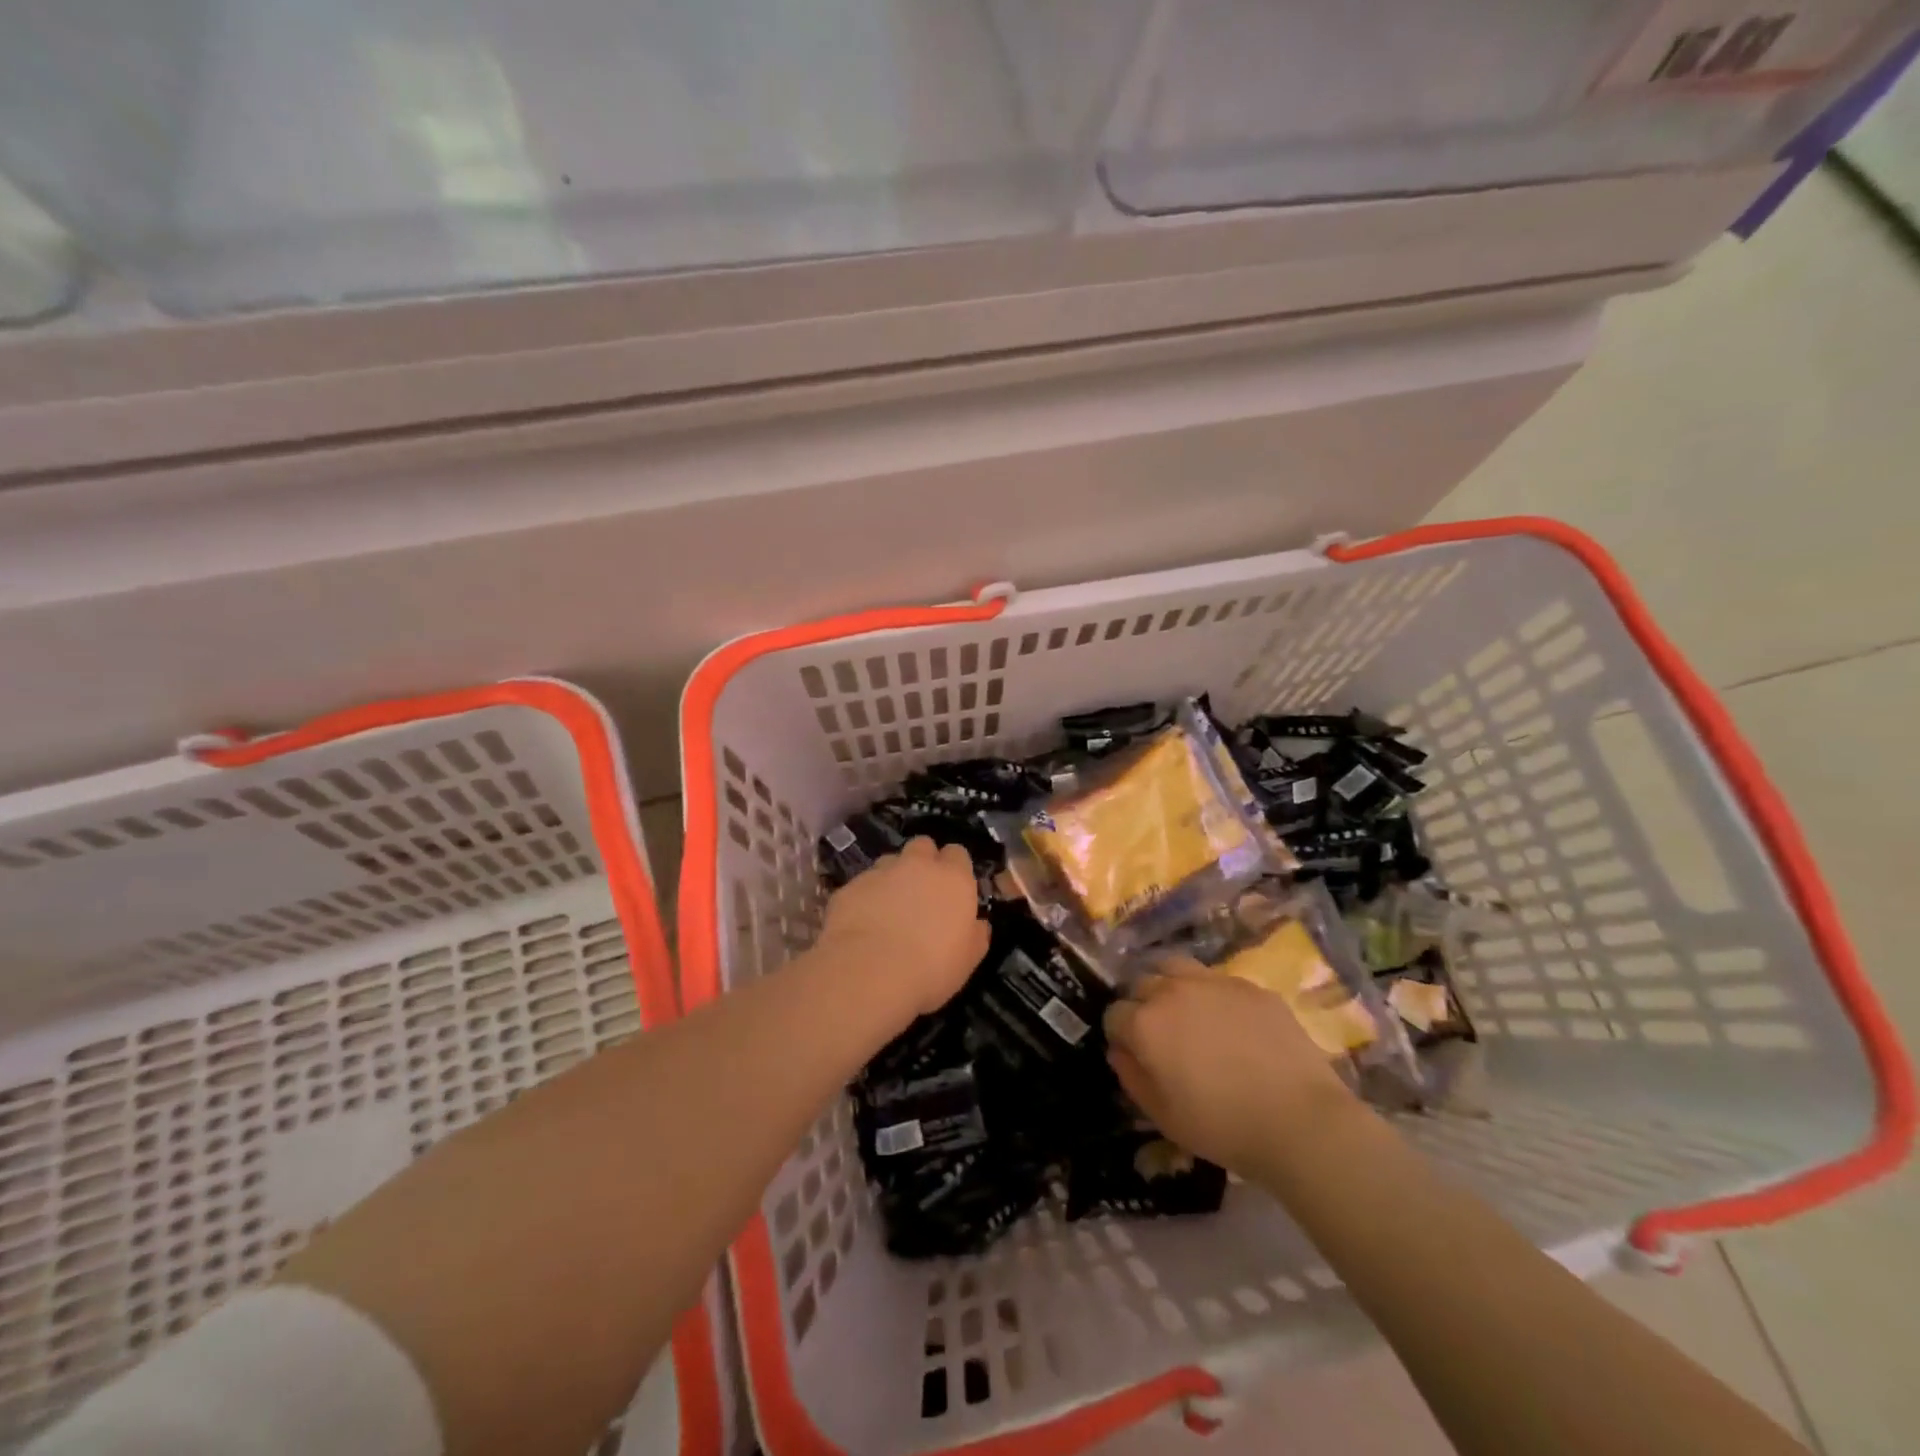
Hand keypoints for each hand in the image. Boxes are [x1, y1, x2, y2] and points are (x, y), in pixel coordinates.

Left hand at [818, 838, 990, 1015]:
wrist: (869, 973)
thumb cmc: (931, 968)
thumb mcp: (968, 959)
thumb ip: (976, 934)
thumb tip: (978, 923)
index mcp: (953, 878)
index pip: (958, 853)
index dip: (955, 868)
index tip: (952, 889)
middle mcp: (918, 865)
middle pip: (923, 846)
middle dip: (923, 861)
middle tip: (921, 892)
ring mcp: (880, 872)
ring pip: (889, 862)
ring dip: (892, 877)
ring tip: (888, 908)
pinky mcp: (850, 886)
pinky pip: (861, 885)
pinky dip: (865, 897)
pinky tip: (862, 923)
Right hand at [1104, 959, 1354, 1175]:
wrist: (1301, 1121)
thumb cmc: (1223, 1127)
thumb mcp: (1164, 1116)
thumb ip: (1132, 1077)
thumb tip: (1119, 1051)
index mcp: (1146, 1024)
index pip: (1114, 1015)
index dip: (1120, 1036)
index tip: (1134, 1055)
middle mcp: (1172, 991)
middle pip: (1142, 984)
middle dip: (1143, 1005)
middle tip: (1161, 1036)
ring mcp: (1214, 983)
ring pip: (1176, 968)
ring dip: (1171, 986)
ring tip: (1188, 1013)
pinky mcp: (1250, 986)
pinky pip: (1218, 981)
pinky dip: (1213, 995)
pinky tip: (1231, 1023)